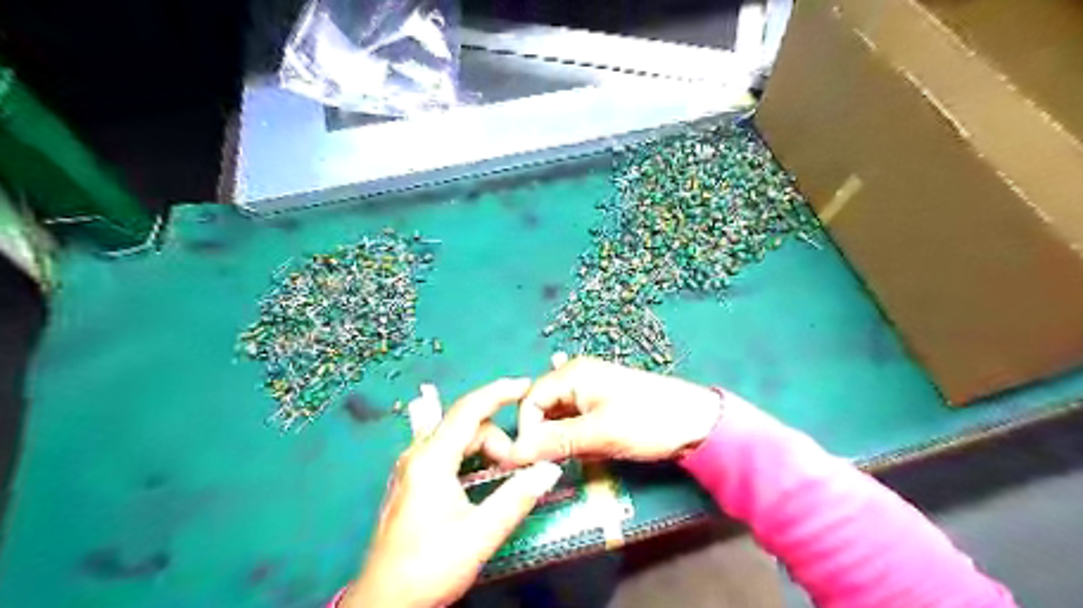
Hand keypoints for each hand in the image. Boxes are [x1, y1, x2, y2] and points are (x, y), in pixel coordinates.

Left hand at [344, 380, 567, 607]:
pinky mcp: (412, 480)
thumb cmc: (429, 567)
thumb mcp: (479, 535)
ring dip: (485, 449)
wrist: (384, 602)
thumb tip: (549, 469)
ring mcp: (411, 467)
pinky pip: (447, 452)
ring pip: (457, 439)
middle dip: (497, 438)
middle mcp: (417, 454)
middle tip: (519, 467)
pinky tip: (483, 476)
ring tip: (506, 474)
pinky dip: (471, 457)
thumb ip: (516, 498)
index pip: (469, 409)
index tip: (528, 386)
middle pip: (465, 425)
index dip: (500, 392)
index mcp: (431, 459)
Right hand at [510, 354, 725, 463]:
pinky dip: (578, 438)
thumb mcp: (598, 434)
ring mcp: (592, 390)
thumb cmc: (647, 421)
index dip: (526, 431)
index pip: (530, 401)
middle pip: (543, 408)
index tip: (532, 462)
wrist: (698, 423)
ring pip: (560, 418)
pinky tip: (591, 448)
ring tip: (585, 454)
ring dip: (564, 440)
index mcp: (573, 374)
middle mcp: (577, 377)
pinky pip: (577, 422)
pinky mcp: (604, 405)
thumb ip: (554, 441)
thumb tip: (513, 454)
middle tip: (559, 463)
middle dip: (546, 437)